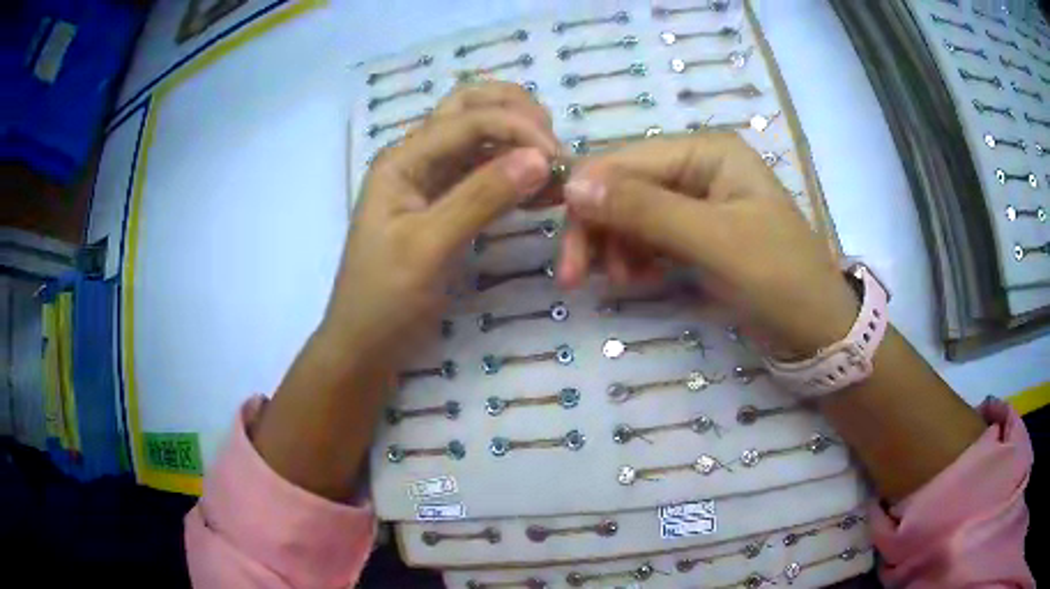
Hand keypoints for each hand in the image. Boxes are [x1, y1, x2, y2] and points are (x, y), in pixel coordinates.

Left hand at [321, 82, 558, 370]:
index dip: (517, 129)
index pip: (466, 120)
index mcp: (402, 160)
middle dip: (514, 112)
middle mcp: (417, 159)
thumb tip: (540, 159)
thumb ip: (481, 198)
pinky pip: (485, 175)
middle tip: (554, 140)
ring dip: (519, 140)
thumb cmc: (384, 300)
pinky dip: (516, 174)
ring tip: (557, 164)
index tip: (558, 161)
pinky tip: (544, 190)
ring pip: (480, 139)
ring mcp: (432, 182)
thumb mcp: (428, 248)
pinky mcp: (447, 207)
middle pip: (468, 109)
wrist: (366, 346)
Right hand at [558, 133, 858, 355]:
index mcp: (706, 152)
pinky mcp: (695, 233)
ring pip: (629, 214)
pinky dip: (633, 258)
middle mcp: (696, 166)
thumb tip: (572, 185)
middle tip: (575, 278)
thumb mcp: (715, 242)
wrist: (817, 328)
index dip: (588, 202)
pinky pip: (647, 236)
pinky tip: (636, 281)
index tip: (568, 256)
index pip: (625, 163)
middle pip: (623, 187)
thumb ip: (646, 210)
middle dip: (597, 229)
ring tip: (621, 284)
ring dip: (614, 247)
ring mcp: (695, 201)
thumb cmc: (779, 278)